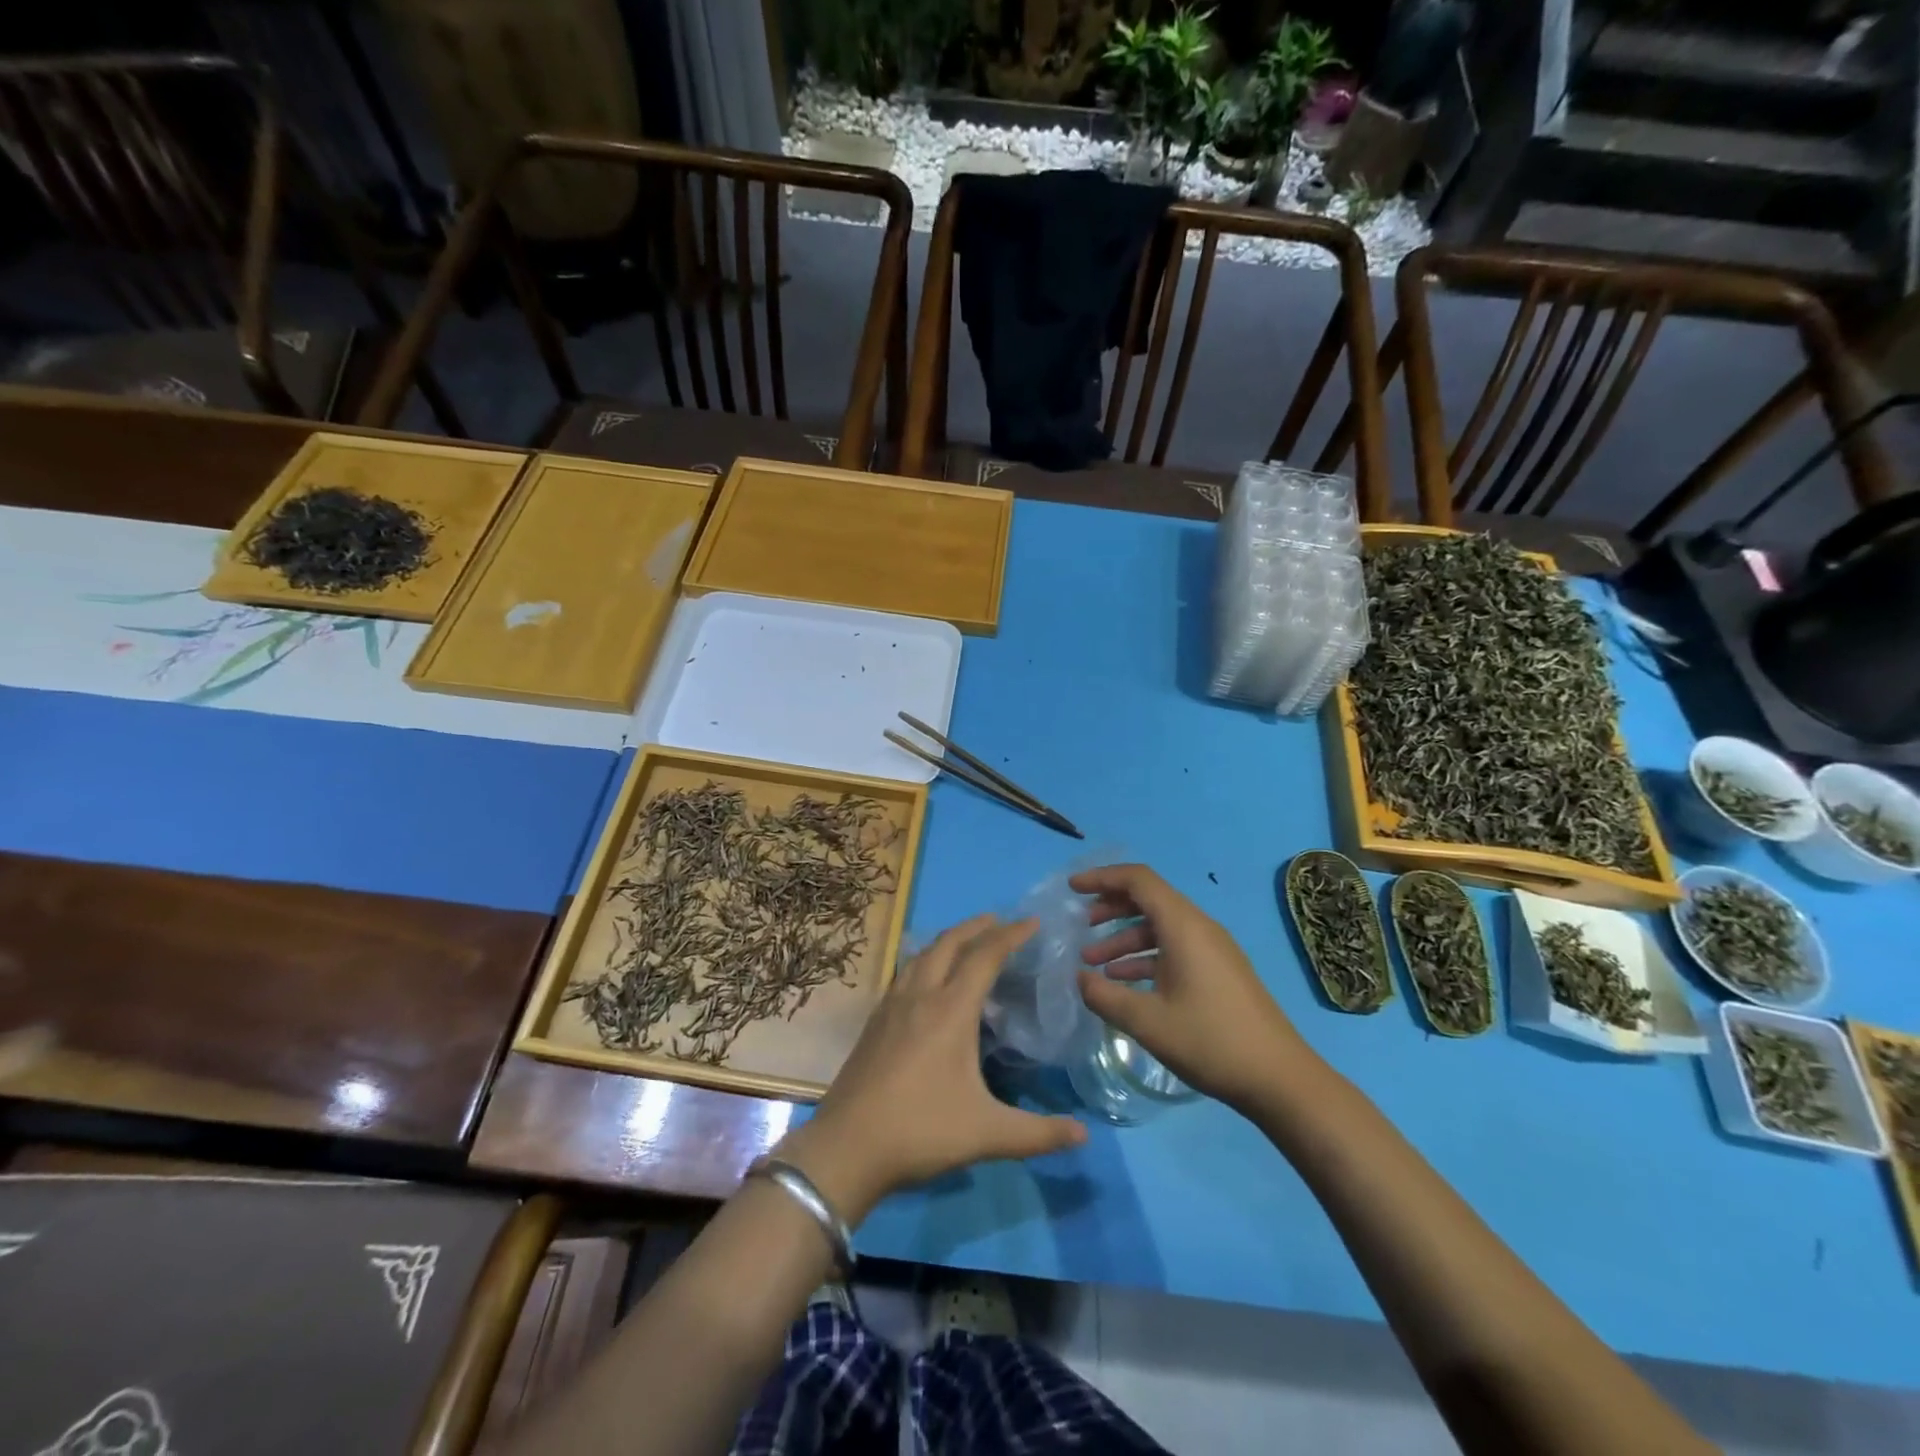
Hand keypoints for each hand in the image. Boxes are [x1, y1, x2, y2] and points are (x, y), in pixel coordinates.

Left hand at [778, 916, 1086, 1223]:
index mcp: (950, 1010)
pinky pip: (905, 972)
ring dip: (948, 939)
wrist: (847, 1146)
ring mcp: (892, 1006)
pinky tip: (927, 978)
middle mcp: (921, 996)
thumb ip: (1039, 1134)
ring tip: (966, 940)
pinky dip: (925, 959)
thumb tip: (1085, 1135)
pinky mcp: (875, 1021)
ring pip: (922, 955)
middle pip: (949, 943)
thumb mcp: (987, 1134)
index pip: (985, 957)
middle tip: (1000, 921)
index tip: (1033, 922)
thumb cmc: (921, 1131)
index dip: (1011, 935)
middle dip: (977, 926)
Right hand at [1073, 863, 1310, 1112]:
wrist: (1279, 1078)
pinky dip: (1145, 956)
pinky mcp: (1219, 970)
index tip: (1072, 889)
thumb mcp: (1147, 1021)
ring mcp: (1213, 949)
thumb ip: (1104, 996)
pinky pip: (1174, 948)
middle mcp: (1199, 927)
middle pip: (1148, 899)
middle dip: (1110, 907)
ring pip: (1160, 927)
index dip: (1102, 877)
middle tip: (1080, 924)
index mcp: (1183, 926)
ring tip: (1093, 963)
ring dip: (1124, 938)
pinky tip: (1125, 982)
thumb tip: (1079, 978)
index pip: (1138, 880)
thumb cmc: (1210, 1041)